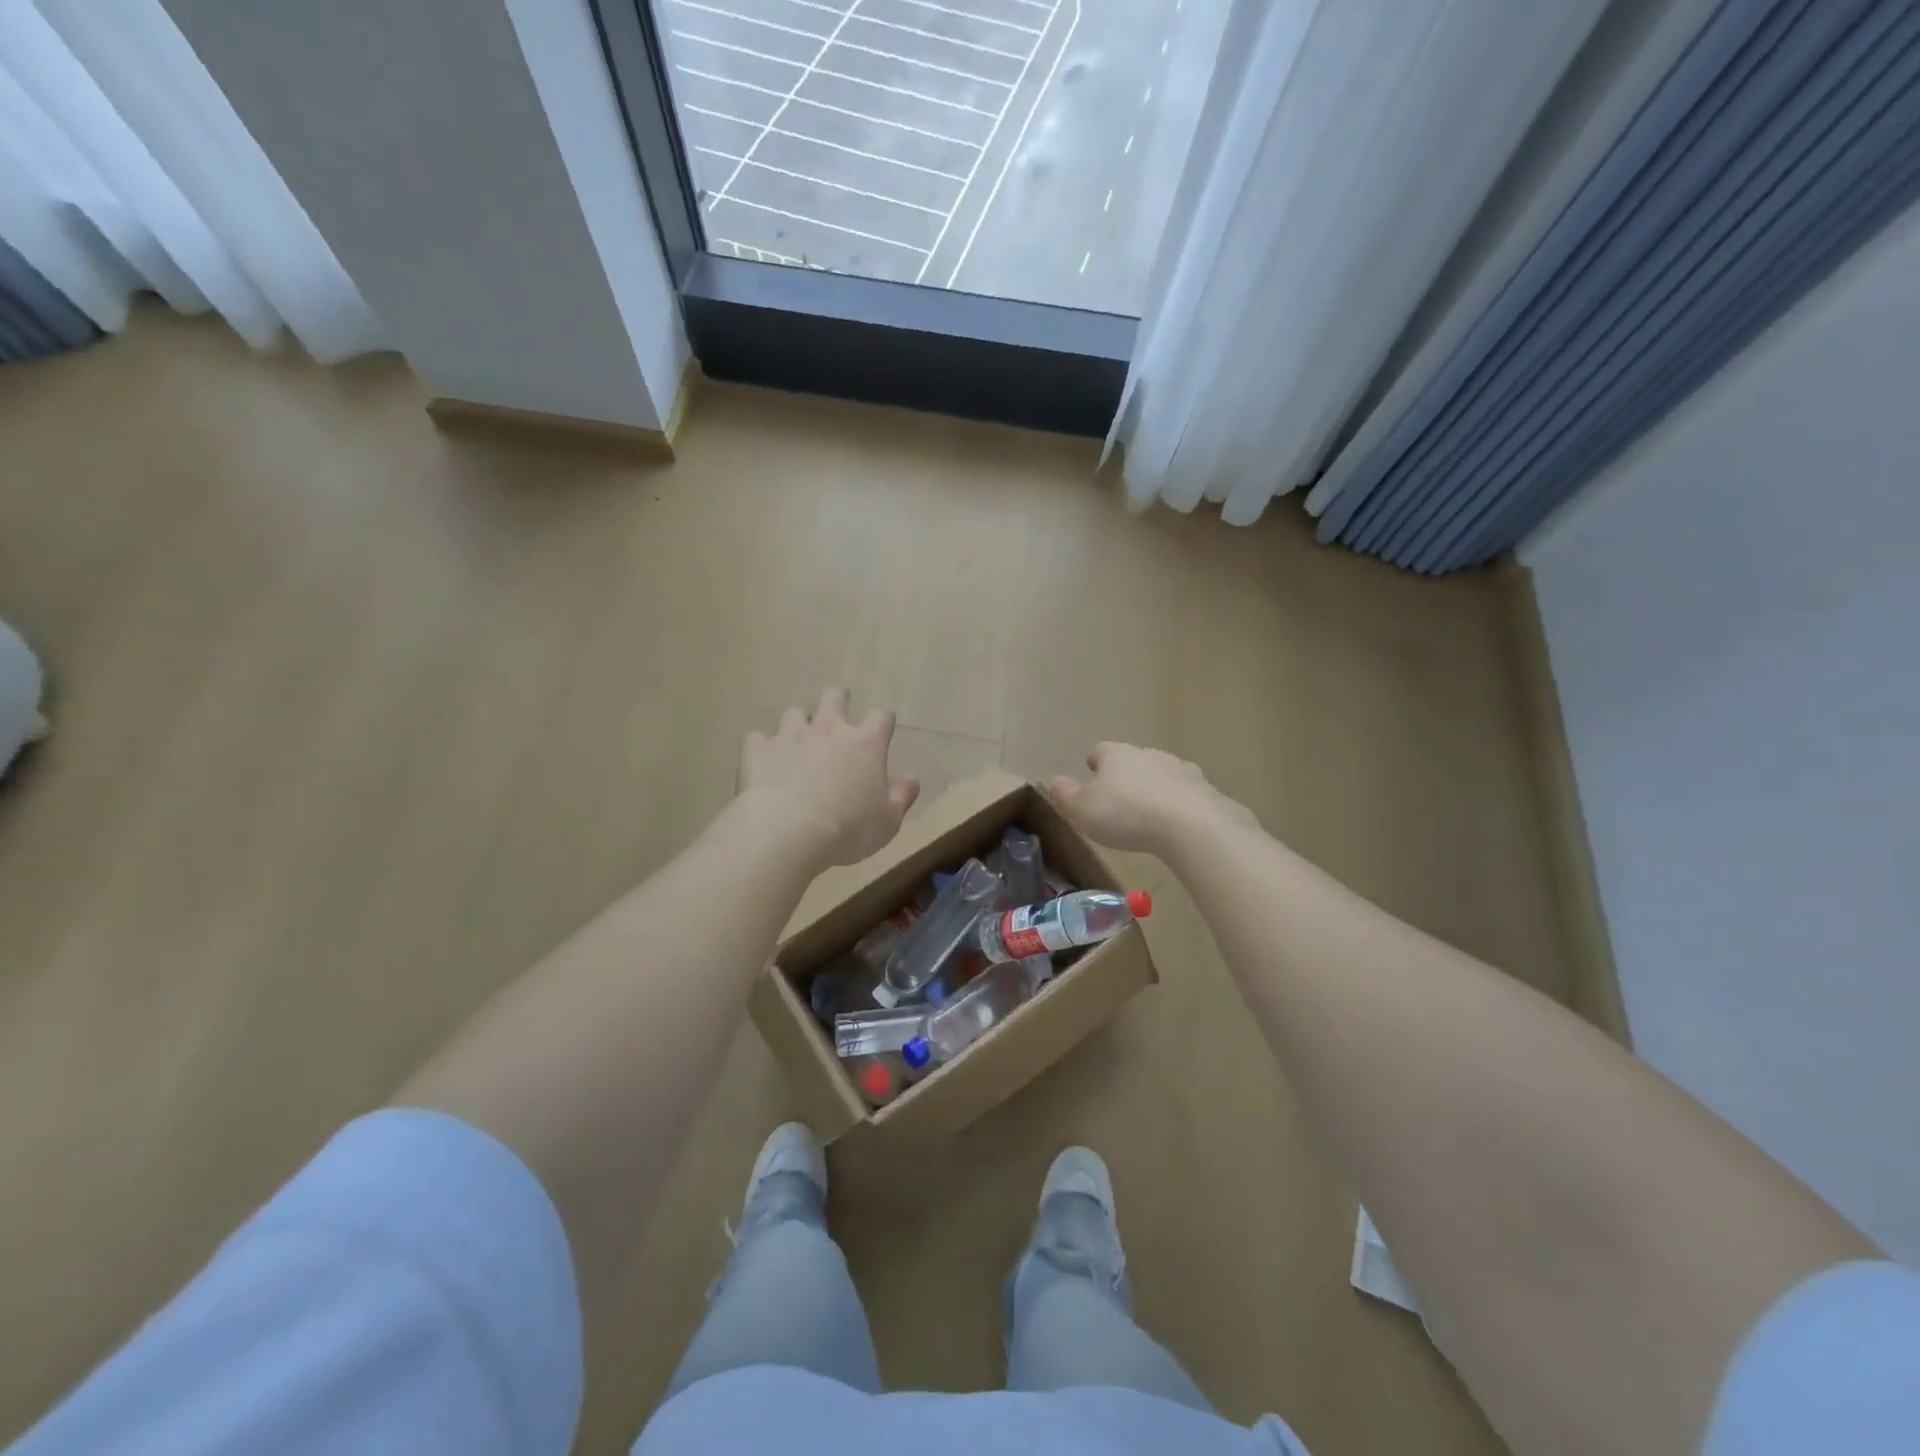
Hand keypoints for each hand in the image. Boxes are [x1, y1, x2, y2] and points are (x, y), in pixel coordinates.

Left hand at [739, 689, 919, 867]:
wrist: (787, 832)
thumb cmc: (848, 829)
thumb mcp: (888, 821)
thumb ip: (902, 796)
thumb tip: (912, 778)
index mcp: (865, 744)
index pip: (881, 716)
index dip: (882, 722)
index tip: (880, 732)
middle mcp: (829, 729)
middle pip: (834, 697)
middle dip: (837, 702)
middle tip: (836, 719)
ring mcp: (790, 735)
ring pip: (794, 713)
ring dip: (798, 724)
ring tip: (797, 742)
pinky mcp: (758, 749)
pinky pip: (758, 738)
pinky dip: (763, 747)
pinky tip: (765, 762)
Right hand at [1049, 742, 1253, 856]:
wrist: (1191, 825)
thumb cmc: (1126, 815)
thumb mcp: (1082, 810)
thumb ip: (1065, 795)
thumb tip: (1054, 781)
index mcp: (1116, 755)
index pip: (1100, 751)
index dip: (1094, 763)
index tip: (1091, 775)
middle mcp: (1148, 754)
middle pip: (1132, 760)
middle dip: (1125, 776)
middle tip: (1118, 799)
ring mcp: (1180, 769)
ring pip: (1160, 774)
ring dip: (1153, 788)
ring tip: (1147, 813)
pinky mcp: (1204, 789)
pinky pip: (1185, 793)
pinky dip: (1177, 803)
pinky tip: (1175, 824)